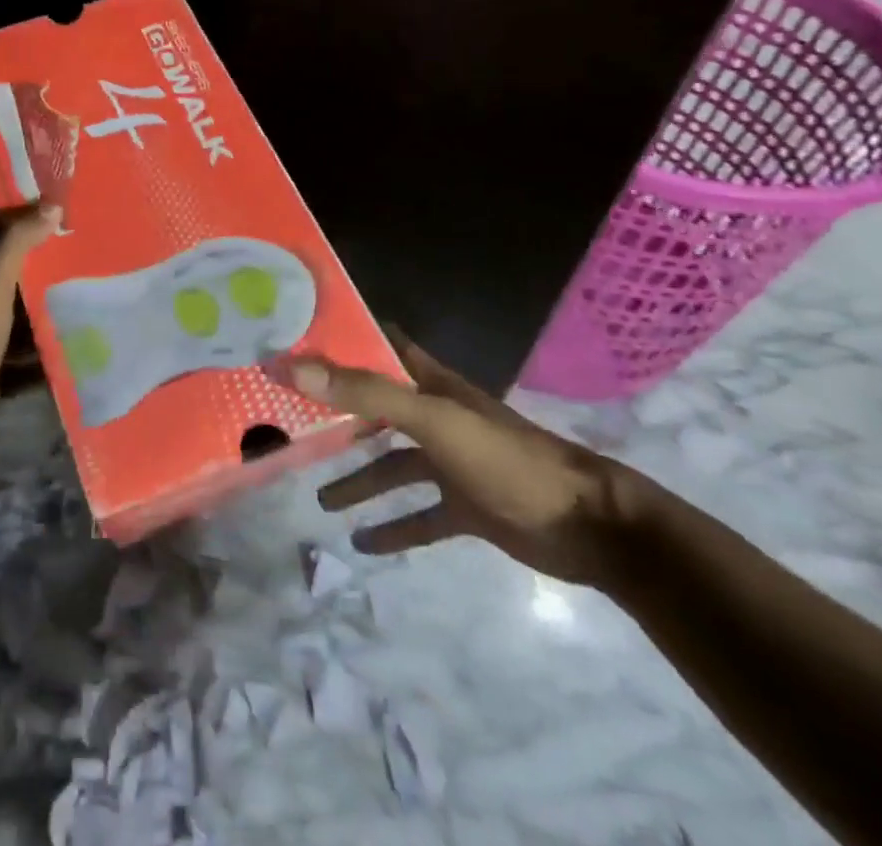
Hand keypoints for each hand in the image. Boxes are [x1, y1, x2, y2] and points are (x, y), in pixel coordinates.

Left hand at [0, 205, 59, 478]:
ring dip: (45, 308)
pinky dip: (42, 350)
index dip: (24, 223)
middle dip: (42, 267)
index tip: (62, 214)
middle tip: (85, 256)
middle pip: (8, 278)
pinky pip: (21, 354)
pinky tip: (73, 349)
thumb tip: (51, 205)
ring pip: (16, 316)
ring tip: (88, 298)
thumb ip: (16, 246)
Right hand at [288, 326, 646, 585]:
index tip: (298, 338)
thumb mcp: (433, 420)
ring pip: (392, 467)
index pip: (378, 345)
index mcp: (430, 383)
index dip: (341, 338)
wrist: (589, 526)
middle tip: (291, 420)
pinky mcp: (467, 508)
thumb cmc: (505, 458)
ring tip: (320, 499)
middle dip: (337, 413)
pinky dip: (393, 529)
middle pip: (376, 407)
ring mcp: (452, 463)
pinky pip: (420, 517)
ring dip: (358, 481)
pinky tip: (362, 544)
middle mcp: (435, 415)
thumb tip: (294, 367)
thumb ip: (368, 394)